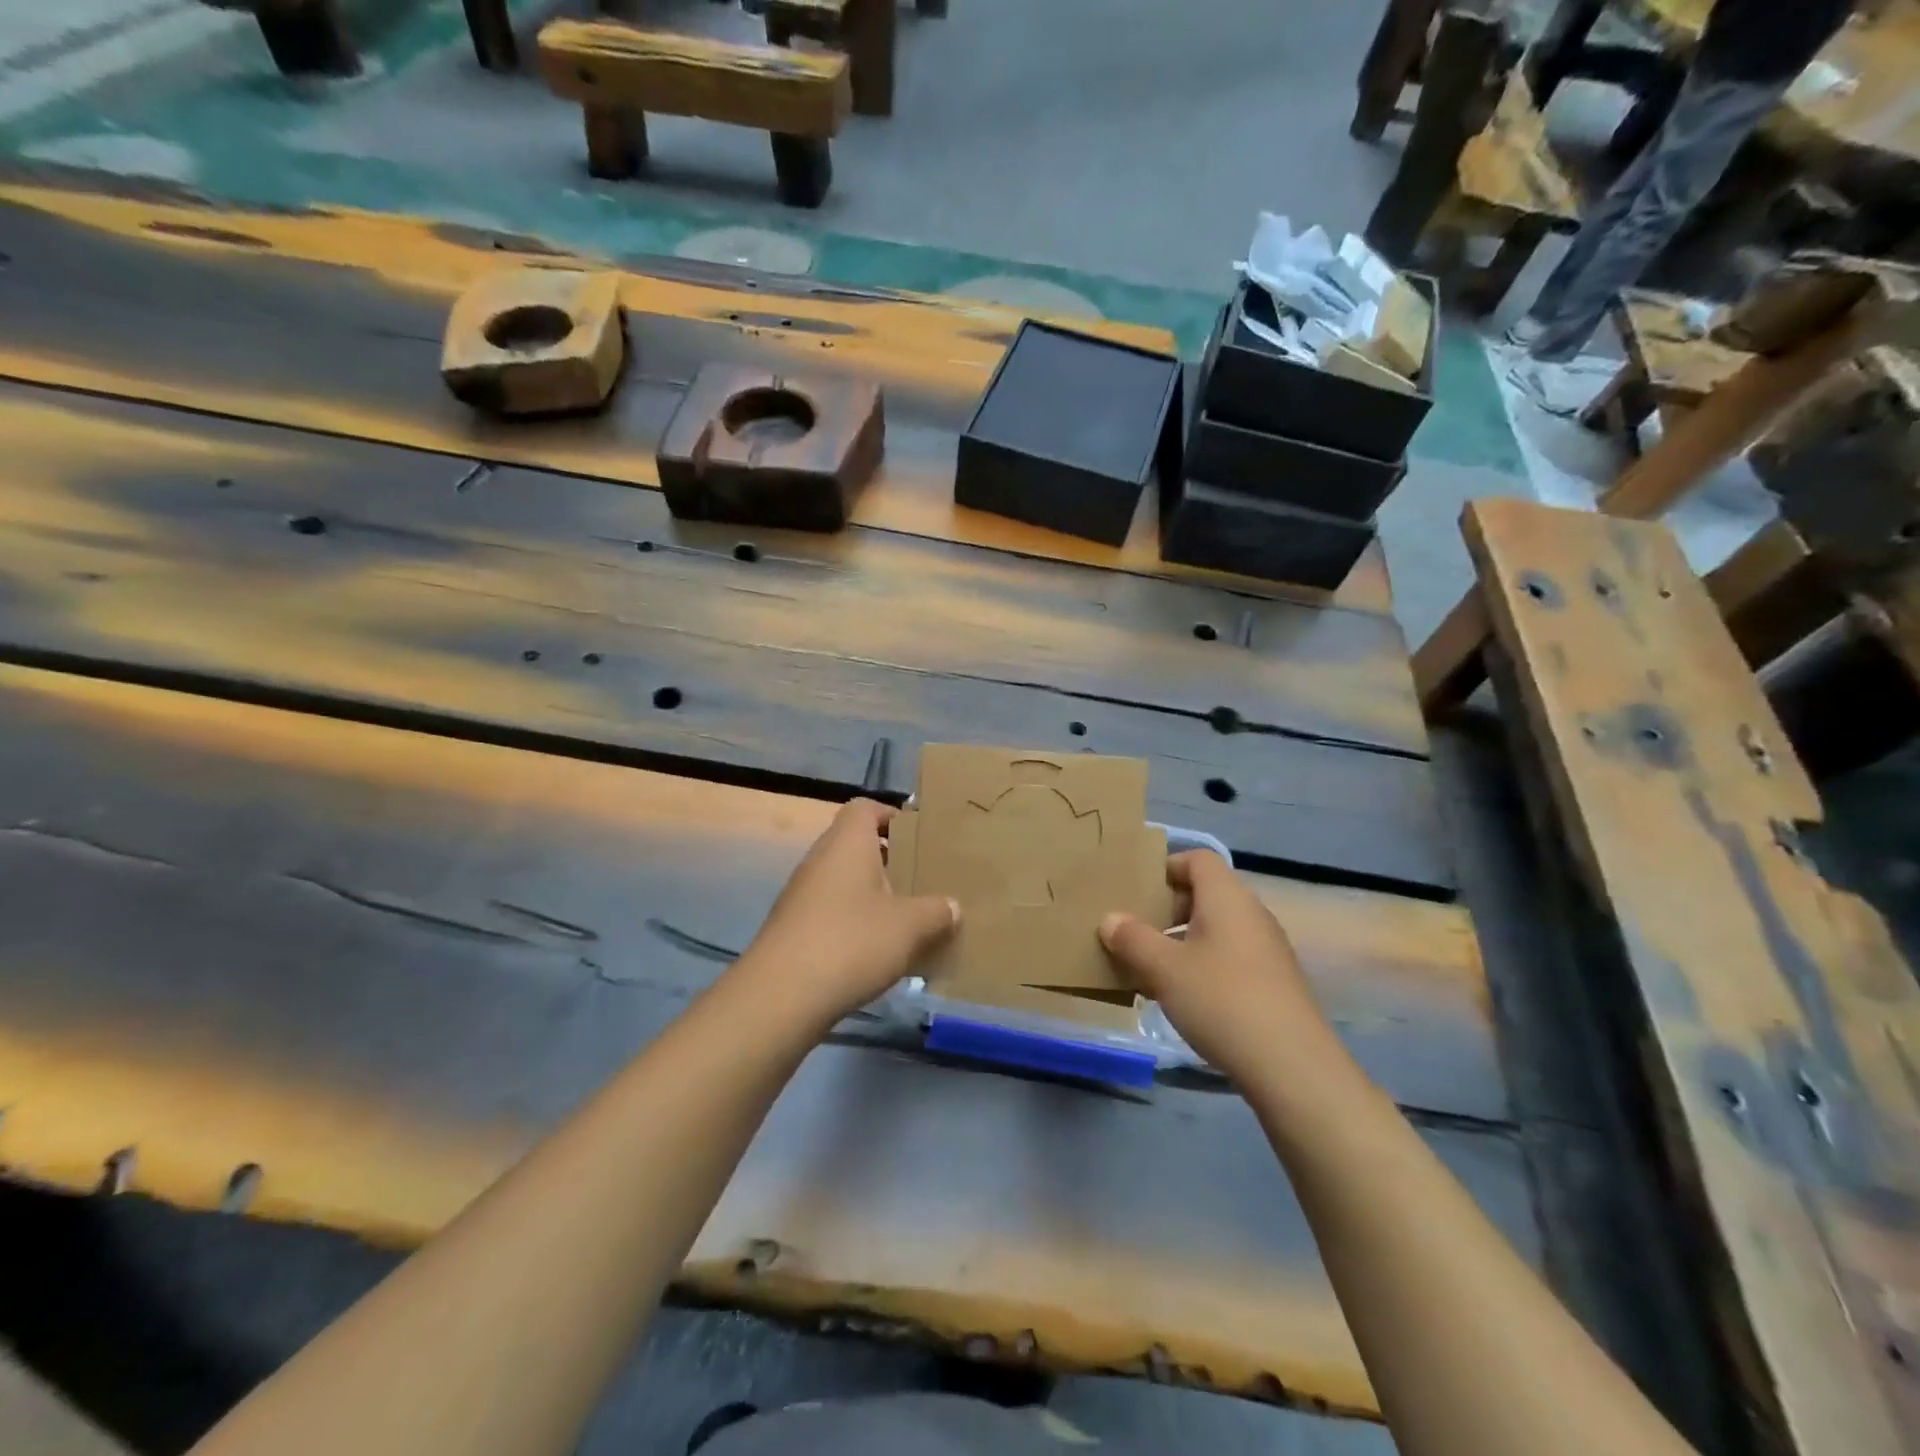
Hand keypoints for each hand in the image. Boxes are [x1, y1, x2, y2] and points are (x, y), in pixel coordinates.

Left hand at [738, 799, 958, 1029]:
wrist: (781, 996)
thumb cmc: (851, 942)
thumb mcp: (909, 927)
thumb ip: (937, 911)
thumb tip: (952, 906)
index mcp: (847, 842)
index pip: (866, 808)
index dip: (893, 816)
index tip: (920, 838)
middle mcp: (821, 859)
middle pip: (857, 845)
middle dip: (891, 861)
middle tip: (923, 880)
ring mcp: (802, 894)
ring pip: (845, 881)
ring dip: (874, 895)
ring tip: (908, 918)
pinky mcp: (795, 928)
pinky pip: (833, 912)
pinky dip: (856, 922)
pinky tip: (879, 951)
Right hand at [1099, 850, 1341, 1082]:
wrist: (1292, 1066)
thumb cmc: (1221, 1000)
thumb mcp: (1163, 969)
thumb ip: (1132, 939)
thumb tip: (1110, 919)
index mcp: (1227, 897)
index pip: (1198, 859)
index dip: (1166, 868)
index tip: (1137, 892)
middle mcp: (1252, 913)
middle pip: (1206, 893)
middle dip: (1169, 909)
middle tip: (1137, 931)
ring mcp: (1268, 948)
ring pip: (1218, 928)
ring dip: (1184, 940)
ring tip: (1153, 968)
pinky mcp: (1275, 982)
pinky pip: (1232, 956)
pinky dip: (1205, 965)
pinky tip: (1186, 997)